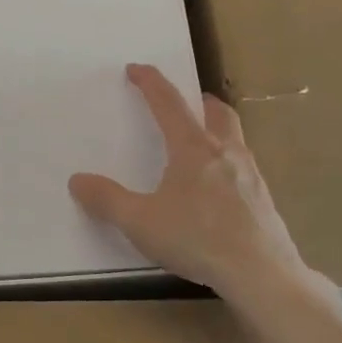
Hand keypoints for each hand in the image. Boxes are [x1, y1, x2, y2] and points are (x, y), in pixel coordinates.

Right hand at [69, 63, 314, 302]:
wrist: (260, 273)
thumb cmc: (197, 238)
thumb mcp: (140, 222)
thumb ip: (107, 200)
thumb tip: (77, 180)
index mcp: (193, 147)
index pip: (168, 102)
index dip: (151, 82)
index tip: (137, 69)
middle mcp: (225, 152)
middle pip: (217, 112)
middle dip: (199, 101)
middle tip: (187, 102)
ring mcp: (251, 176)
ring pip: (235, 138)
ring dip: (218, 131)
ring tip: (201, 146)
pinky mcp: (264, 201)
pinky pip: (245, 169)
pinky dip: (229, 165)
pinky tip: (219, 191)